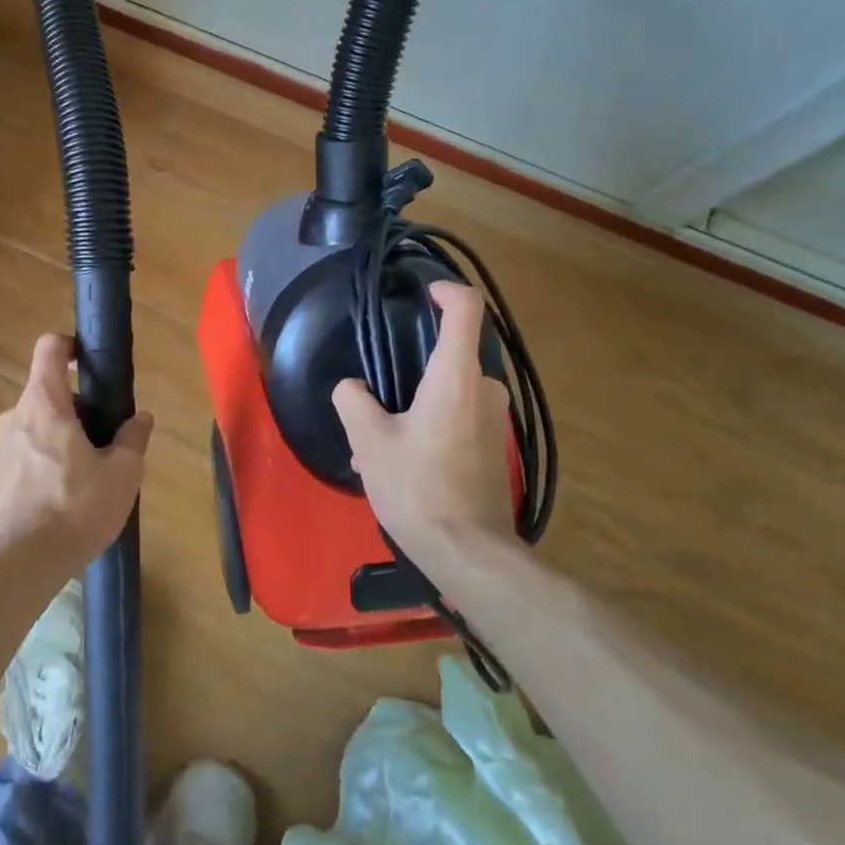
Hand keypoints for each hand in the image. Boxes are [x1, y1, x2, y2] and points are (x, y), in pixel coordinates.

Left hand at [0, 333, 154, 573]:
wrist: (26, 562)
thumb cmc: (78, 506)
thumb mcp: (122, 473)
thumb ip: (133, 438)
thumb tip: (141, 418)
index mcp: (44, 403)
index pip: (48, 348)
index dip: (69, 346)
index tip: (88, 363)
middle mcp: (14, 417)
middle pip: (45, 394)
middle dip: (74, 409)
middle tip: (101, 439)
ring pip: (32, 427)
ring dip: (56, 438)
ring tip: (82, 474)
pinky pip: (21, 456)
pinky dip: (40, 464)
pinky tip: (59, 497)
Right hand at [332, 281, 516, 564]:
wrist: (469, 554)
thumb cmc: (418, 487)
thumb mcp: (369, 442)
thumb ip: (353, 401)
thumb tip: (351, 387)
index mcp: (455, 377)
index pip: (467, 310)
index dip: (447, 291)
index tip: (424, 293)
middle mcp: (484, 391)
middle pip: (452, 356)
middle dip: (414, 369)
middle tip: (377, 396)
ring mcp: (493, 422)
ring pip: (451, 392)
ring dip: (417, 404)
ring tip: (378, 440)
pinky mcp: (493, 449)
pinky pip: (459, 419)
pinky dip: (431, 427)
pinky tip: (399, 463)